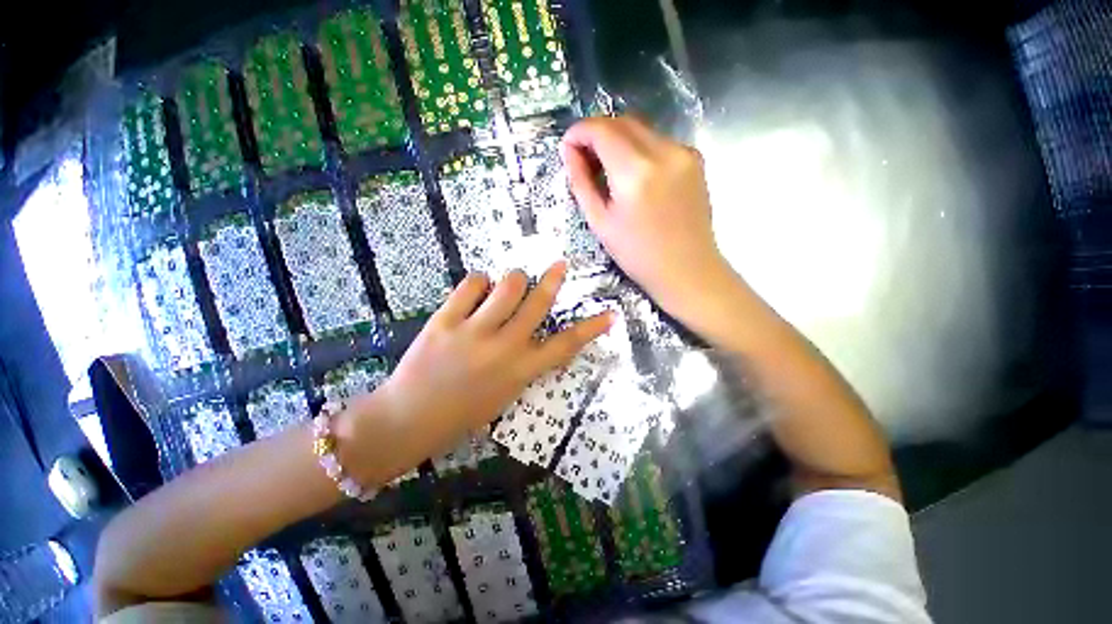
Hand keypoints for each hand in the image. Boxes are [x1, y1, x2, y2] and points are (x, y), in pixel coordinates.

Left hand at [340, 262, 611, 483]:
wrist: (409, 419)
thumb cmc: (463, 412)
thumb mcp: (506, 392)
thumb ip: (525, 363)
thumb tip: (536, 332)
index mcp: (521, 371)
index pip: (566, 345)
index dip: (591, 328)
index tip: (610, 313)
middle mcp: (503, 348)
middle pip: (538, 302)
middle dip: (553, 279)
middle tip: (559, 265)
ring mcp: (474, 332)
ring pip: (508, 284)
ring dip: (514, 279)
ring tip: (510, 283)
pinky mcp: (445, 320)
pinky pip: (472, 284)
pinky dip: (479, 282)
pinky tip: (477, 290)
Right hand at [562, 117, 735, 324]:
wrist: (687, 270)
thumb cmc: (638, 255)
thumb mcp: (600, 222)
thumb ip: (581, 182)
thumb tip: (568, 151)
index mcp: (635, 172)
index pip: (601, 129)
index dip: (579, 132)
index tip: (568, 146)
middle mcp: (663, 151)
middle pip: (621, 121)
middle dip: (597, 133)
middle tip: (583, 158)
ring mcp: (684, 151)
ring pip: (641, 129)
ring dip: (617, 140)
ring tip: (606, 169)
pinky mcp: (694, 158)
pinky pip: (658, 141)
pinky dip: (638, 148)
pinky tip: (633, 174)